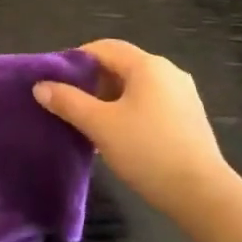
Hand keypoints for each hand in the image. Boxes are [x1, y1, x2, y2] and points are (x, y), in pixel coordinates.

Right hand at [34, 40, 239, 219]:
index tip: (56, 82)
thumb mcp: (100, 125)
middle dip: (93, 82)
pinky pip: (152, 104)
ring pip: (137, 87)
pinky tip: (120, 138)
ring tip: (91, 124)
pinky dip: (131, 112)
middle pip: (121, 66)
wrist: (201, 193)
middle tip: (70, 105)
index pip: (104, 48)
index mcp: (148, 65)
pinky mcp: (190, 118)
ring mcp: (183, 95)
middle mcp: (169, 72)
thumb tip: (40, 86)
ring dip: (111, 100)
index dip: (76, 60)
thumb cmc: (147, 150)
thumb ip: (68, 102)